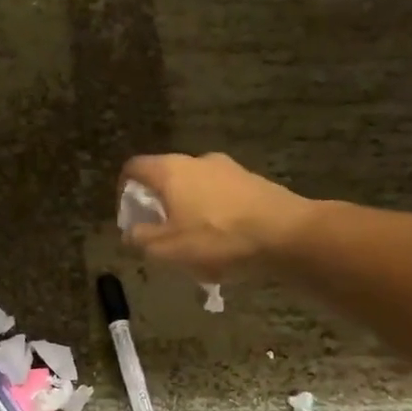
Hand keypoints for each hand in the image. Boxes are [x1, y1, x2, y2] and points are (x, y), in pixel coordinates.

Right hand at [118, 153, 309, 281]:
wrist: (287, 235)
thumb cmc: (218, 239)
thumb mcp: (168, 249)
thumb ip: (142, 239)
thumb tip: (131, 233)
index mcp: (171, 171)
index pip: (134, 168)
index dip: (124, 190)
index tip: (130, 217)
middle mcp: (198, 161)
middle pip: (166, 177)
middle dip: (159, 205)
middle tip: (161, 235)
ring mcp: (229, 169)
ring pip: (196, 188)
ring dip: (188, 211)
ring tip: (194, 244)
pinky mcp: (254, 182)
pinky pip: (222, 197)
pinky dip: (215, 215)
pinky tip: (224, 243)